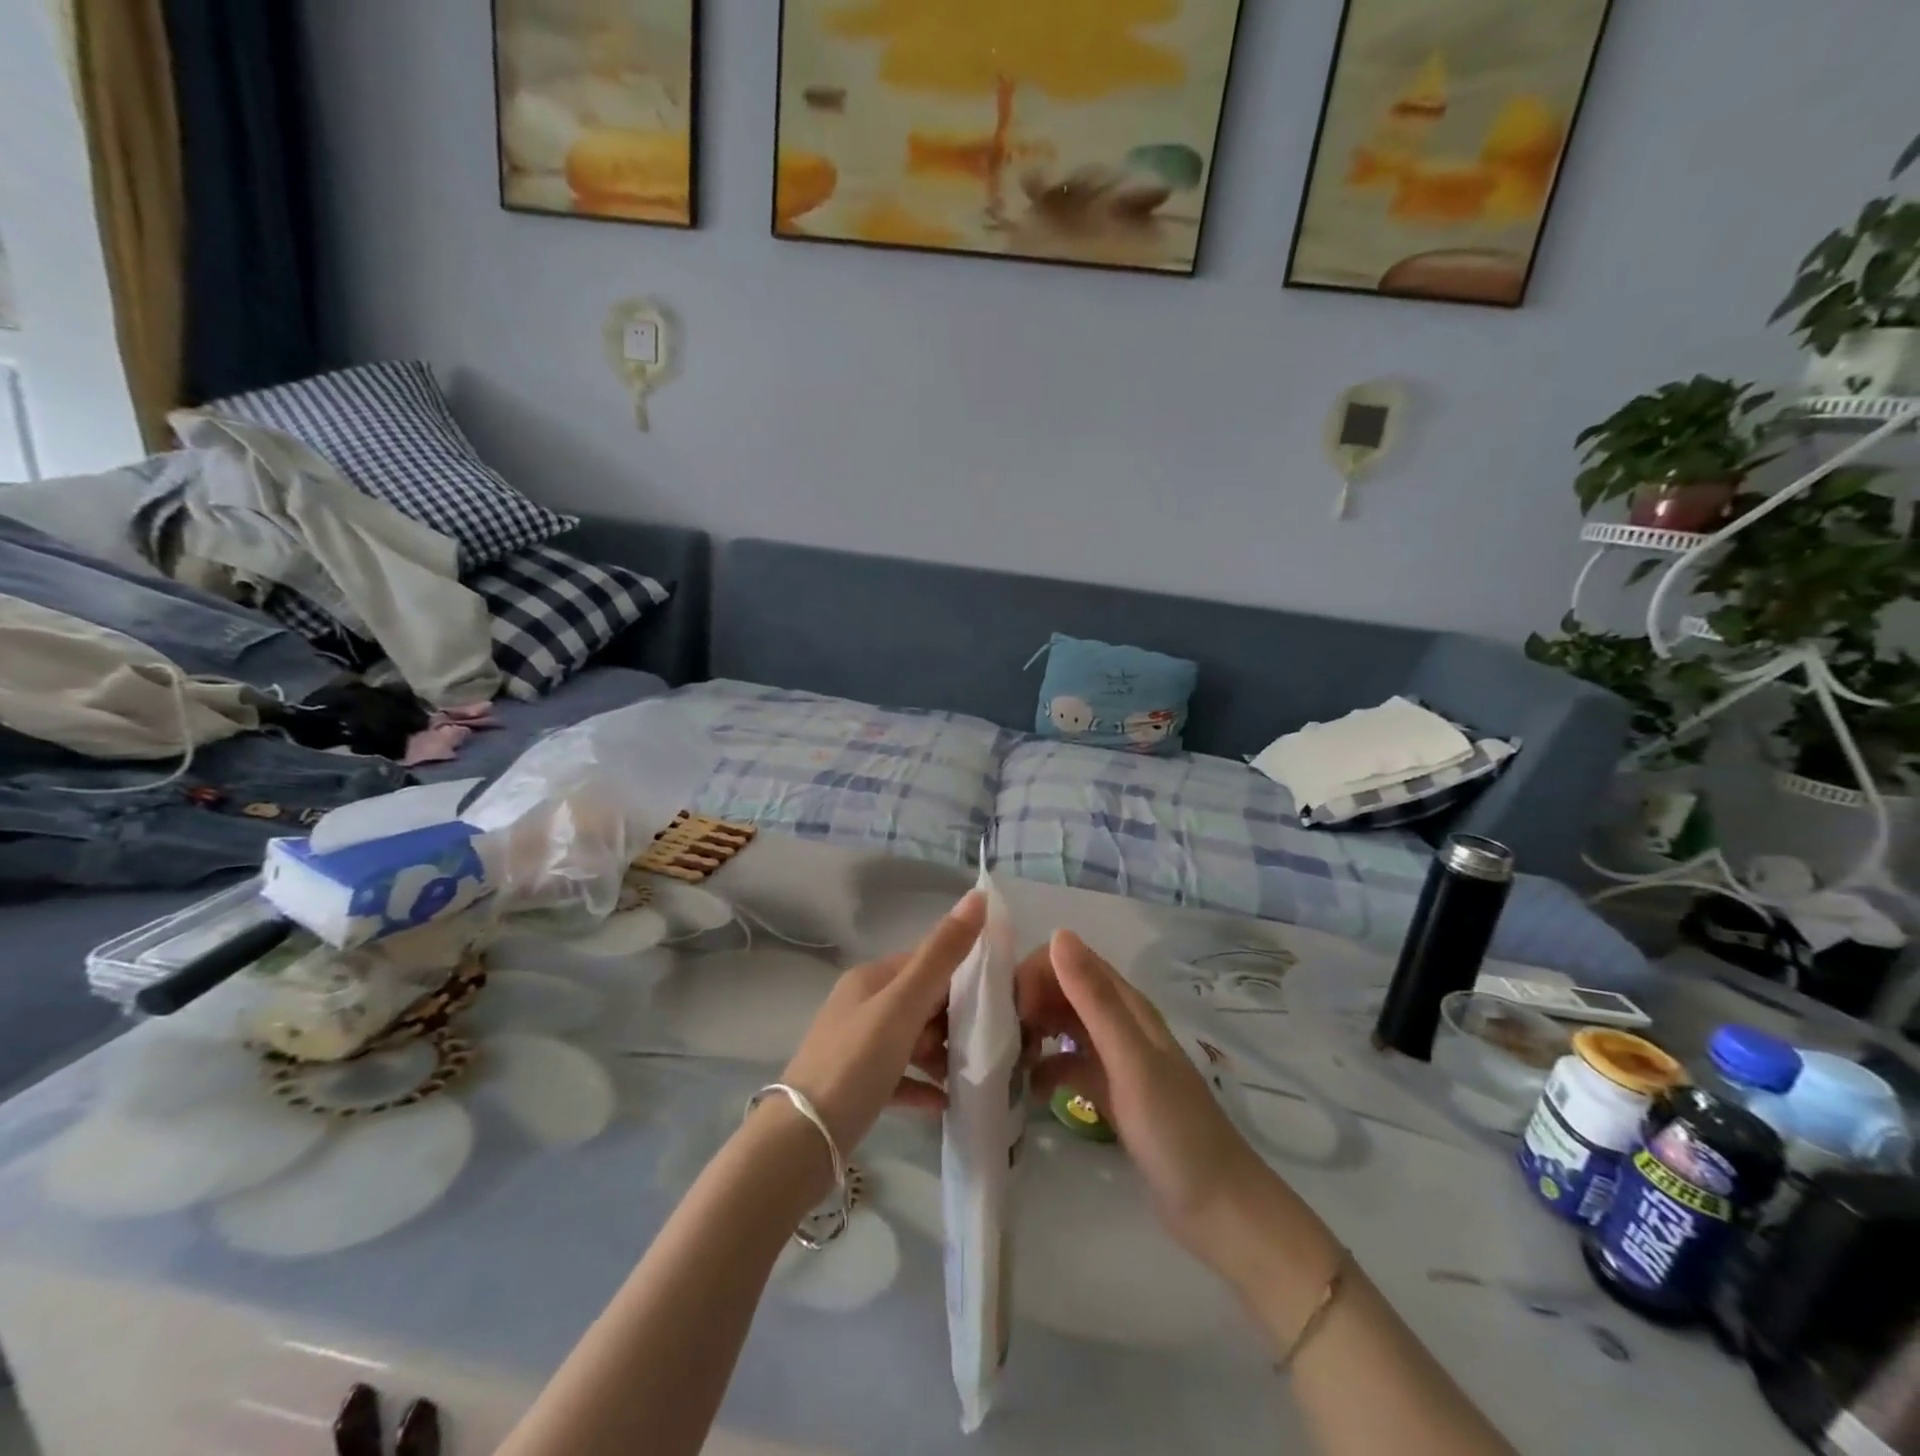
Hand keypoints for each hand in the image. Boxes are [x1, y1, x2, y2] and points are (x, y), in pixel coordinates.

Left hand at [777, 890, 985, 1155]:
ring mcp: (859, 1047)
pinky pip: (902, 1078)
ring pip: (914, 1040)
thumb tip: (978, 895)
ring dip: (944, 1053)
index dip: (963, 973)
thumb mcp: (903, 1004)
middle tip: (992, 1040)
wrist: (801, 1141)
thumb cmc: (856, 1062)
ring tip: (975, 1071)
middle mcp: (863, 1006)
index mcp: (871, 978)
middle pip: (922, 1002)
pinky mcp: (859, 1087)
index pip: (926, 962)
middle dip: (956, 1018)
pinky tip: (949, 1102)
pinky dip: (925, 1085)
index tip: (1001, 996)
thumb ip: (942, 954)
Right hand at [1020, 930, 1275, 1266]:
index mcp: (1127, 1006)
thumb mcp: (1129, 1059)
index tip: (1011, 1009)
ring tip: (1008, 1062)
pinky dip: (1046, 1070)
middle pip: (1063, 991)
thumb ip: (1094, 999)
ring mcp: (1114, 1060)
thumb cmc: (1174, 1129)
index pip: (1071, 961)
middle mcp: (1119, 1024)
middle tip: (1003, 1039)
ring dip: (1034, 1034)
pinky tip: (1030, 1092)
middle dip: (1029, 1003)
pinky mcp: (1109, 1093)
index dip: (1036, 973)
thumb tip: (1058, 934)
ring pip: (1063, 1027)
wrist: (1217, 1208)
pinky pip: (1067, 1066)